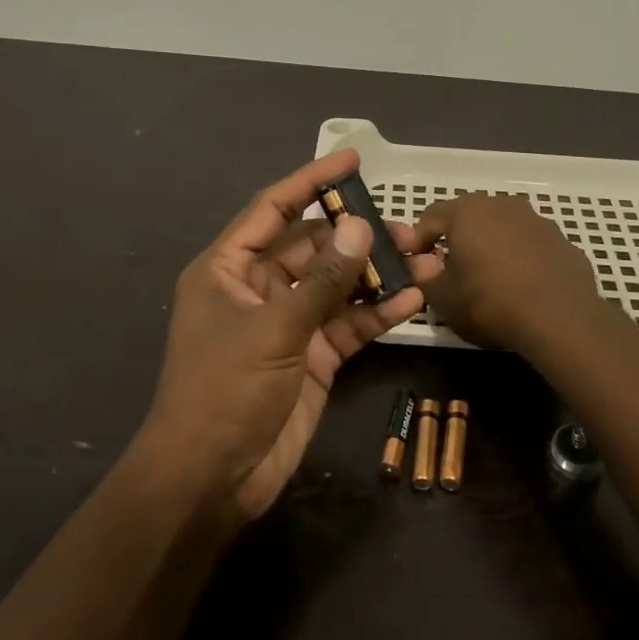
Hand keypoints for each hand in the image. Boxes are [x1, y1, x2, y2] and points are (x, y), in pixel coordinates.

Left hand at [144, 150, 442, 522]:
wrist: (212, 480)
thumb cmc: (225, 391)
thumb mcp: (274, 328)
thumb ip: (322, 280)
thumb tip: (359, 227)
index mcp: (229, 269)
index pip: (273, 210)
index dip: (311, 182)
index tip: (351, 160)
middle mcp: (258, 289)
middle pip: (314, 248)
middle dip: (359, 236)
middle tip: (408, 228)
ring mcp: (288, 324)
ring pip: (338, 286)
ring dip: (378, 274)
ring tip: (426, 258)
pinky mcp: (312, 357)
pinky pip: (348, 324)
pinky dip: (377, 312)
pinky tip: (414, 298)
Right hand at [412, 193, 603, 355]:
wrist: (561, 318)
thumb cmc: (490, 303)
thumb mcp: (443, 299)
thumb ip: (425, 278)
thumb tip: (423, 267)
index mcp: (467, 211)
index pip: (431, 217)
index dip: (418, 240)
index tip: (416, 264)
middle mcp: (501, 205)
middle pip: (469, 218)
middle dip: (457, 240)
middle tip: (451, 271)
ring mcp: (536, 220)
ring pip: (502, 229)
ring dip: (491, 247)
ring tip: (488, 279)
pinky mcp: (561, 240)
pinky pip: (529, 245)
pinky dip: (520, 259)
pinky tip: (521, 286)